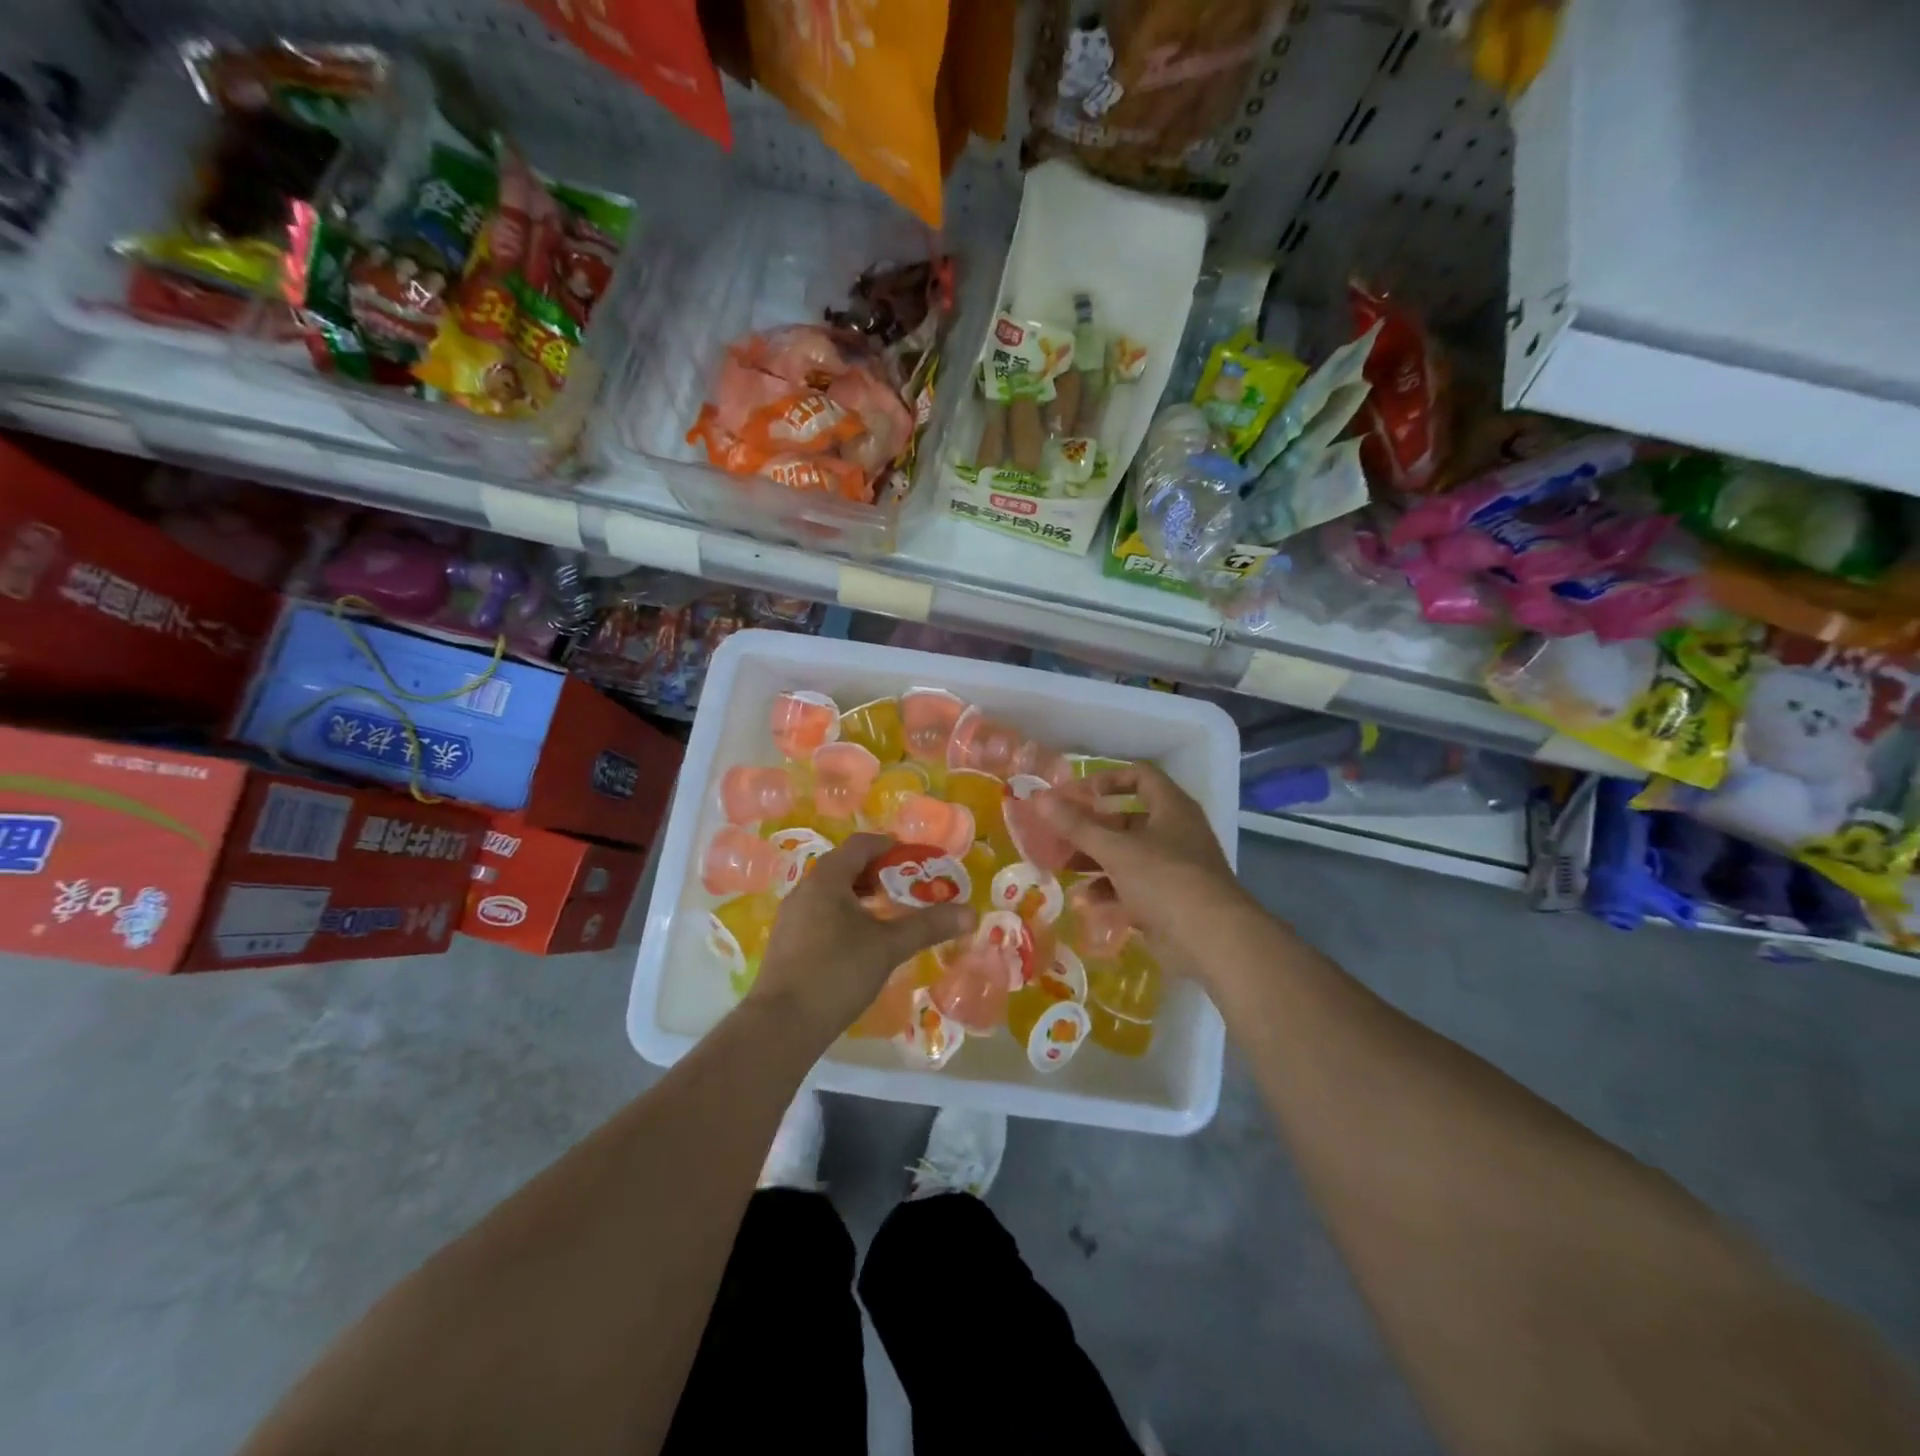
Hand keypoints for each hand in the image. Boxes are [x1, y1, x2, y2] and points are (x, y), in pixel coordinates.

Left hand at [747, 833, 974, 1047]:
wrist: (781, 1025)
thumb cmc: (836, 972)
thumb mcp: (888, 946)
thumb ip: (928, 925)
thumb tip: (970, 912)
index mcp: (826, 878)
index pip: (861, 844)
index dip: (891, 846)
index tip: (918, 858)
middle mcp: (805, 889)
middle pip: (845, 866)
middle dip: (879, 872)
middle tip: (909, 886)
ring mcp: (792, 916)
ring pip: (832, 892)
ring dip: (862, 895)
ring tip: (889, 912)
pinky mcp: (788, 942)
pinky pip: (821, 913)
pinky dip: (846, 914)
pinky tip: (862, 940)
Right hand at [1035, 764, 1253, 972]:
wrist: (1211, 941)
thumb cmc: (1164, 880)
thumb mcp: (1116, 849)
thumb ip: (1076, 825)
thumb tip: (1039, 798)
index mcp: (1171, 808)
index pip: (1140, 777)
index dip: (1108, 779)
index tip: (1077, 794)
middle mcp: (1175, 833)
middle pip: (1128, 819)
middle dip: (1092, 828)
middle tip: (1059, 835)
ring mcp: (1174, 869)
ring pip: (1128, 856)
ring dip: (1096, 860)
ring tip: (1063, 868)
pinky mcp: (1169, 901)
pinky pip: (1133, 887)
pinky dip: (1110, 890)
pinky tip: (1086, 900)